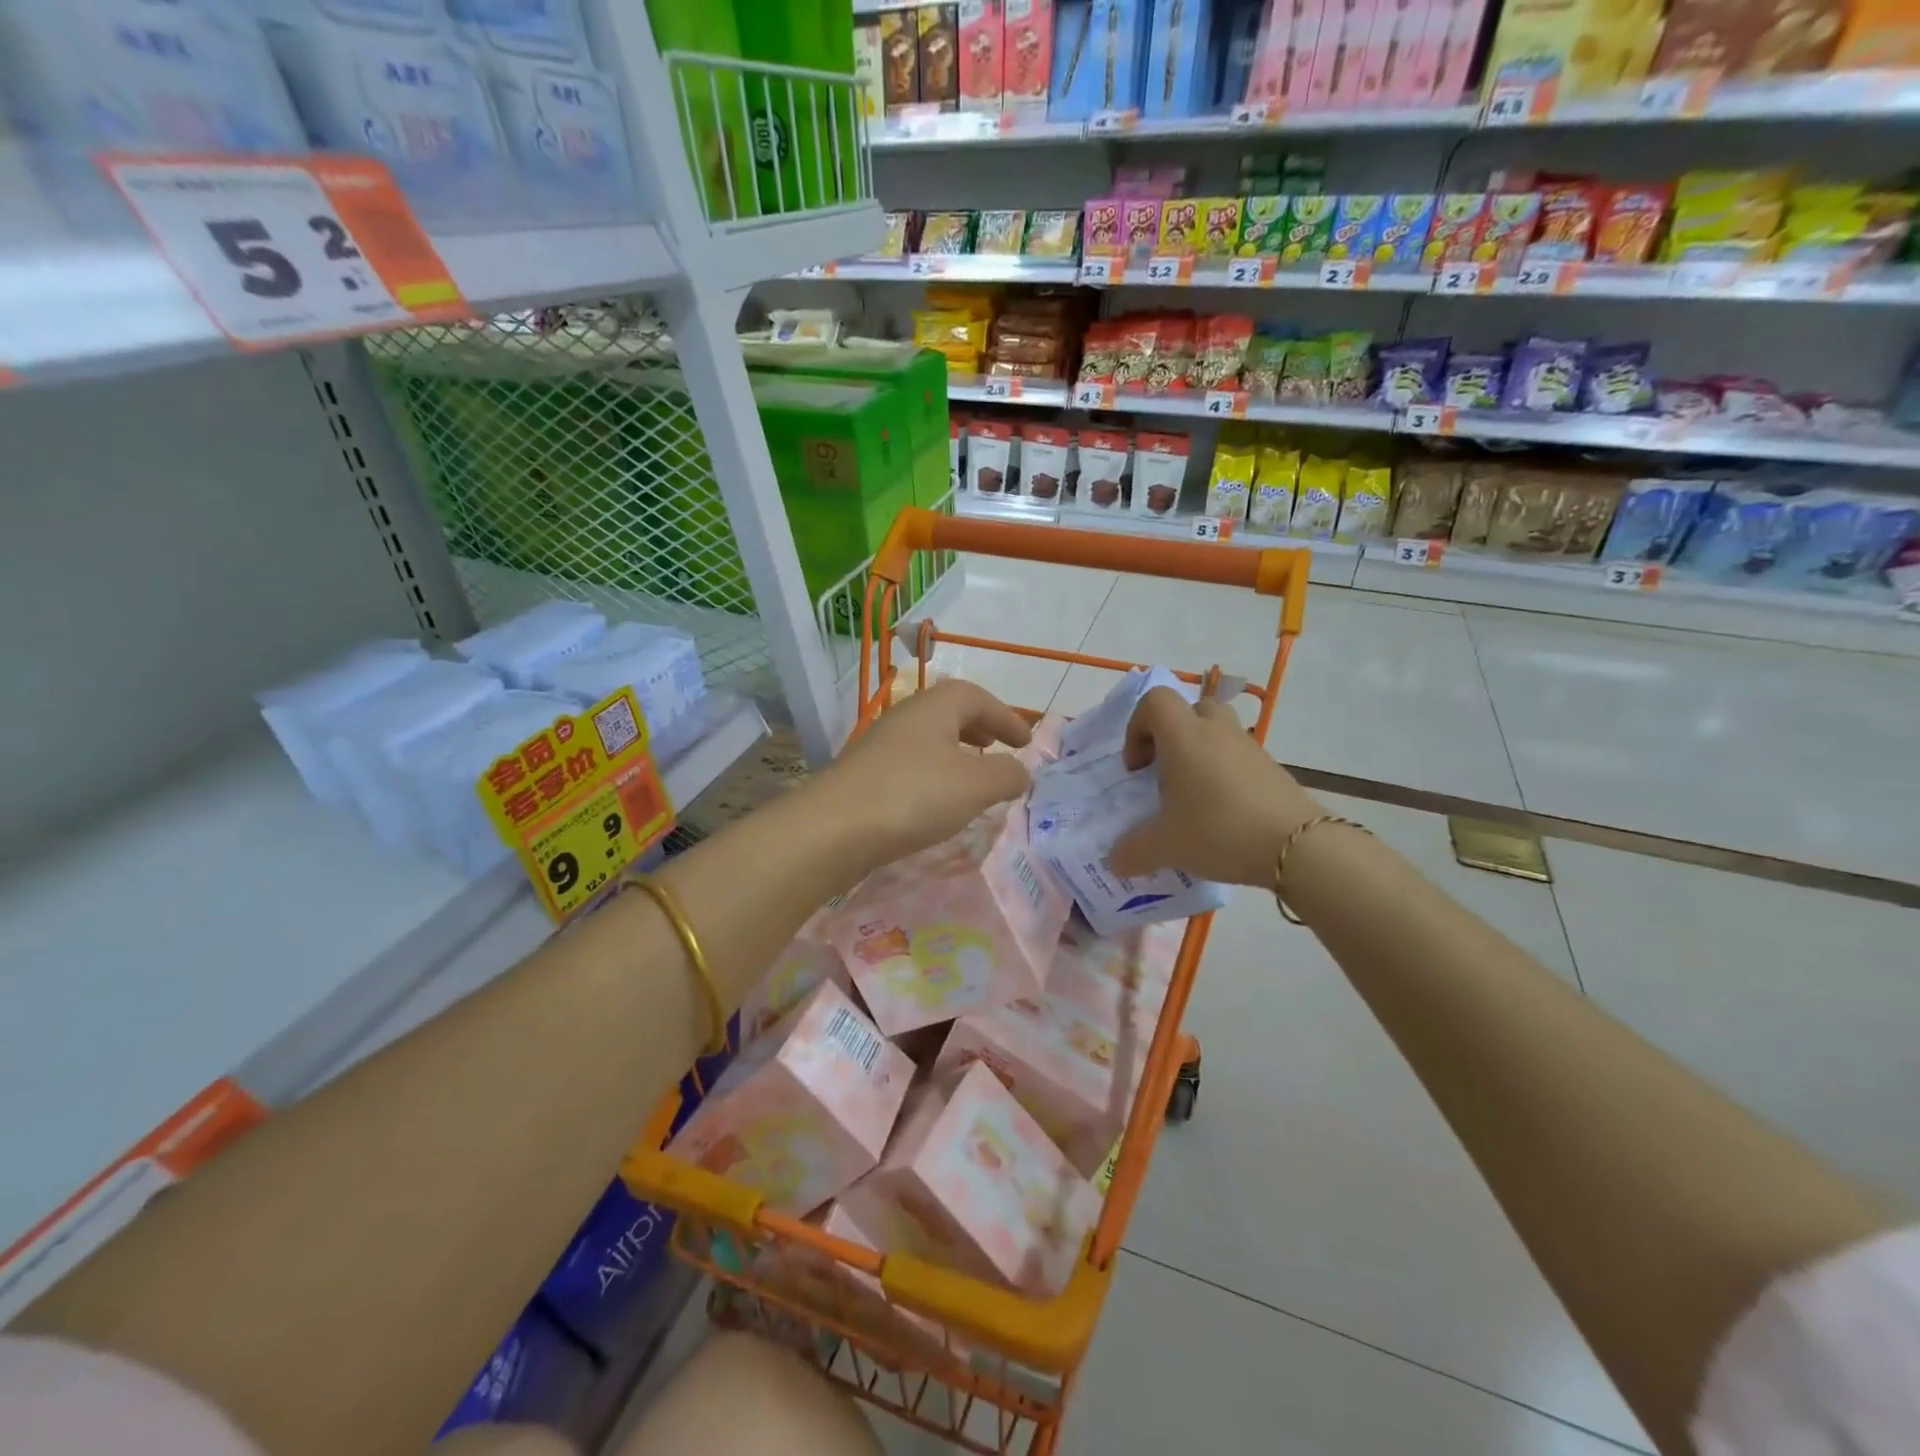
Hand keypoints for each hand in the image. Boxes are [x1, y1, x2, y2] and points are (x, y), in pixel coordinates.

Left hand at [812, 679, 1033, 871]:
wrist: (833, 828)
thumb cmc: (913, 795)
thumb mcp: (975, 785)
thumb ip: (1007, 775)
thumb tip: (1021, 771)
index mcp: (934, 707)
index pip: (976, 697)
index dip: (1006, 716)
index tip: (1026, 742)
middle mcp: (906, 717)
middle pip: (948, 712)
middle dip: (979, 728)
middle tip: (998, 747)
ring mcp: (881, 745)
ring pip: (928, 739)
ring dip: (955, 752)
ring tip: (972, 777)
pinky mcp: (865, 775)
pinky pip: (911, 764)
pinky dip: (934, 773)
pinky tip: (937, 802)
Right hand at [1109, 687, 1323, 887]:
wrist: (1297, 847)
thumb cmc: (1219, 830)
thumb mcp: (1165, 846)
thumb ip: (1132, 851)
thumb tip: (1114, 861)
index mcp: (1184, 736)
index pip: (1155, 701)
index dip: (1137, 727)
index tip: (1138, 768)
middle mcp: (1216, 731)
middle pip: (1190, 710)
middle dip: (1172, 736)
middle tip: (1165, 774)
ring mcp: (1249, 747)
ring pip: (1217, 732)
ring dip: (1199, 754)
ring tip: (1193, 797)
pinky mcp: (1272, 768)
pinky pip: (1238, 758)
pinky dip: (1224, 774)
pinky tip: (1222, 815)